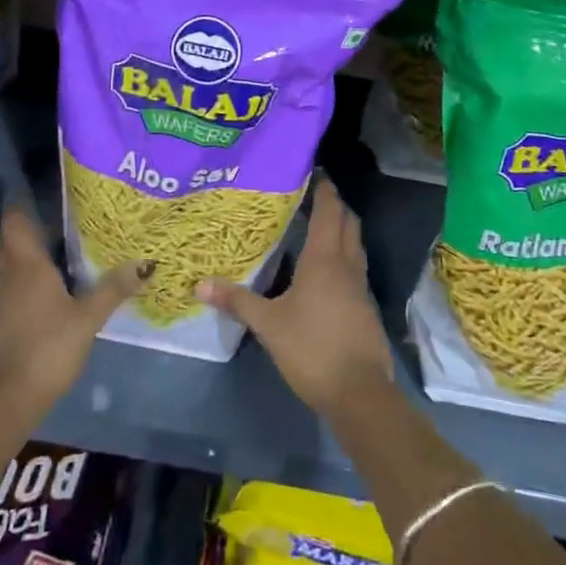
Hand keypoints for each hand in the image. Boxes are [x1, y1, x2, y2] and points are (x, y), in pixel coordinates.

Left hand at [0, 201, 151, 426]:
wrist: (6, 400)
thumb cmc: (46, 348)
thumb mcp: (88, 319)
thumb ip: (114, 289)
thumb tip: (146, 262)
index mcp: (27, 265)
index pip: (15, 221)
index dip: (22, 203)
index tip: (42, 190)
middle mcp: (10, 276)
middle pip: (10, 240)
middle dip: (28, 226)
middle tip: (58, 216)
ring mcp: (3, 300)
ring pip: (11, 263)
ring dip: (28, 252)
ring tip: (62, 246)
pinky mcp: (2, 322)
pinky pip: (14, 286)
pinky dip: (29, 278)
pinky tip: (53, 286)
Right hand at [199, 176, 396, 418]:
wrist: (360, 393)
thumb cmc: (312, 349)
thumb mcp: (268, 325)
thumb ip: (237, 301)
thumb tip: (200, 284)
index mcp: (325, 259)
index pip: (329, 210)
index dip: (324, 188)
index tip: (314, 170)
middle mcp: (347, 264)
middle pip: (348, 221)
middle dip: (334, 204)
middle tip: (312, 194)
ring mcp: (360, 286)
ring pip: (355, 244)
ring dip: (342, 229)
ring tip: (316, 224)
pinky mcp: (365, 307)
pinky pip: (355, 267)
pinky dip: (343, 255)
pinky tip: (324, 268)